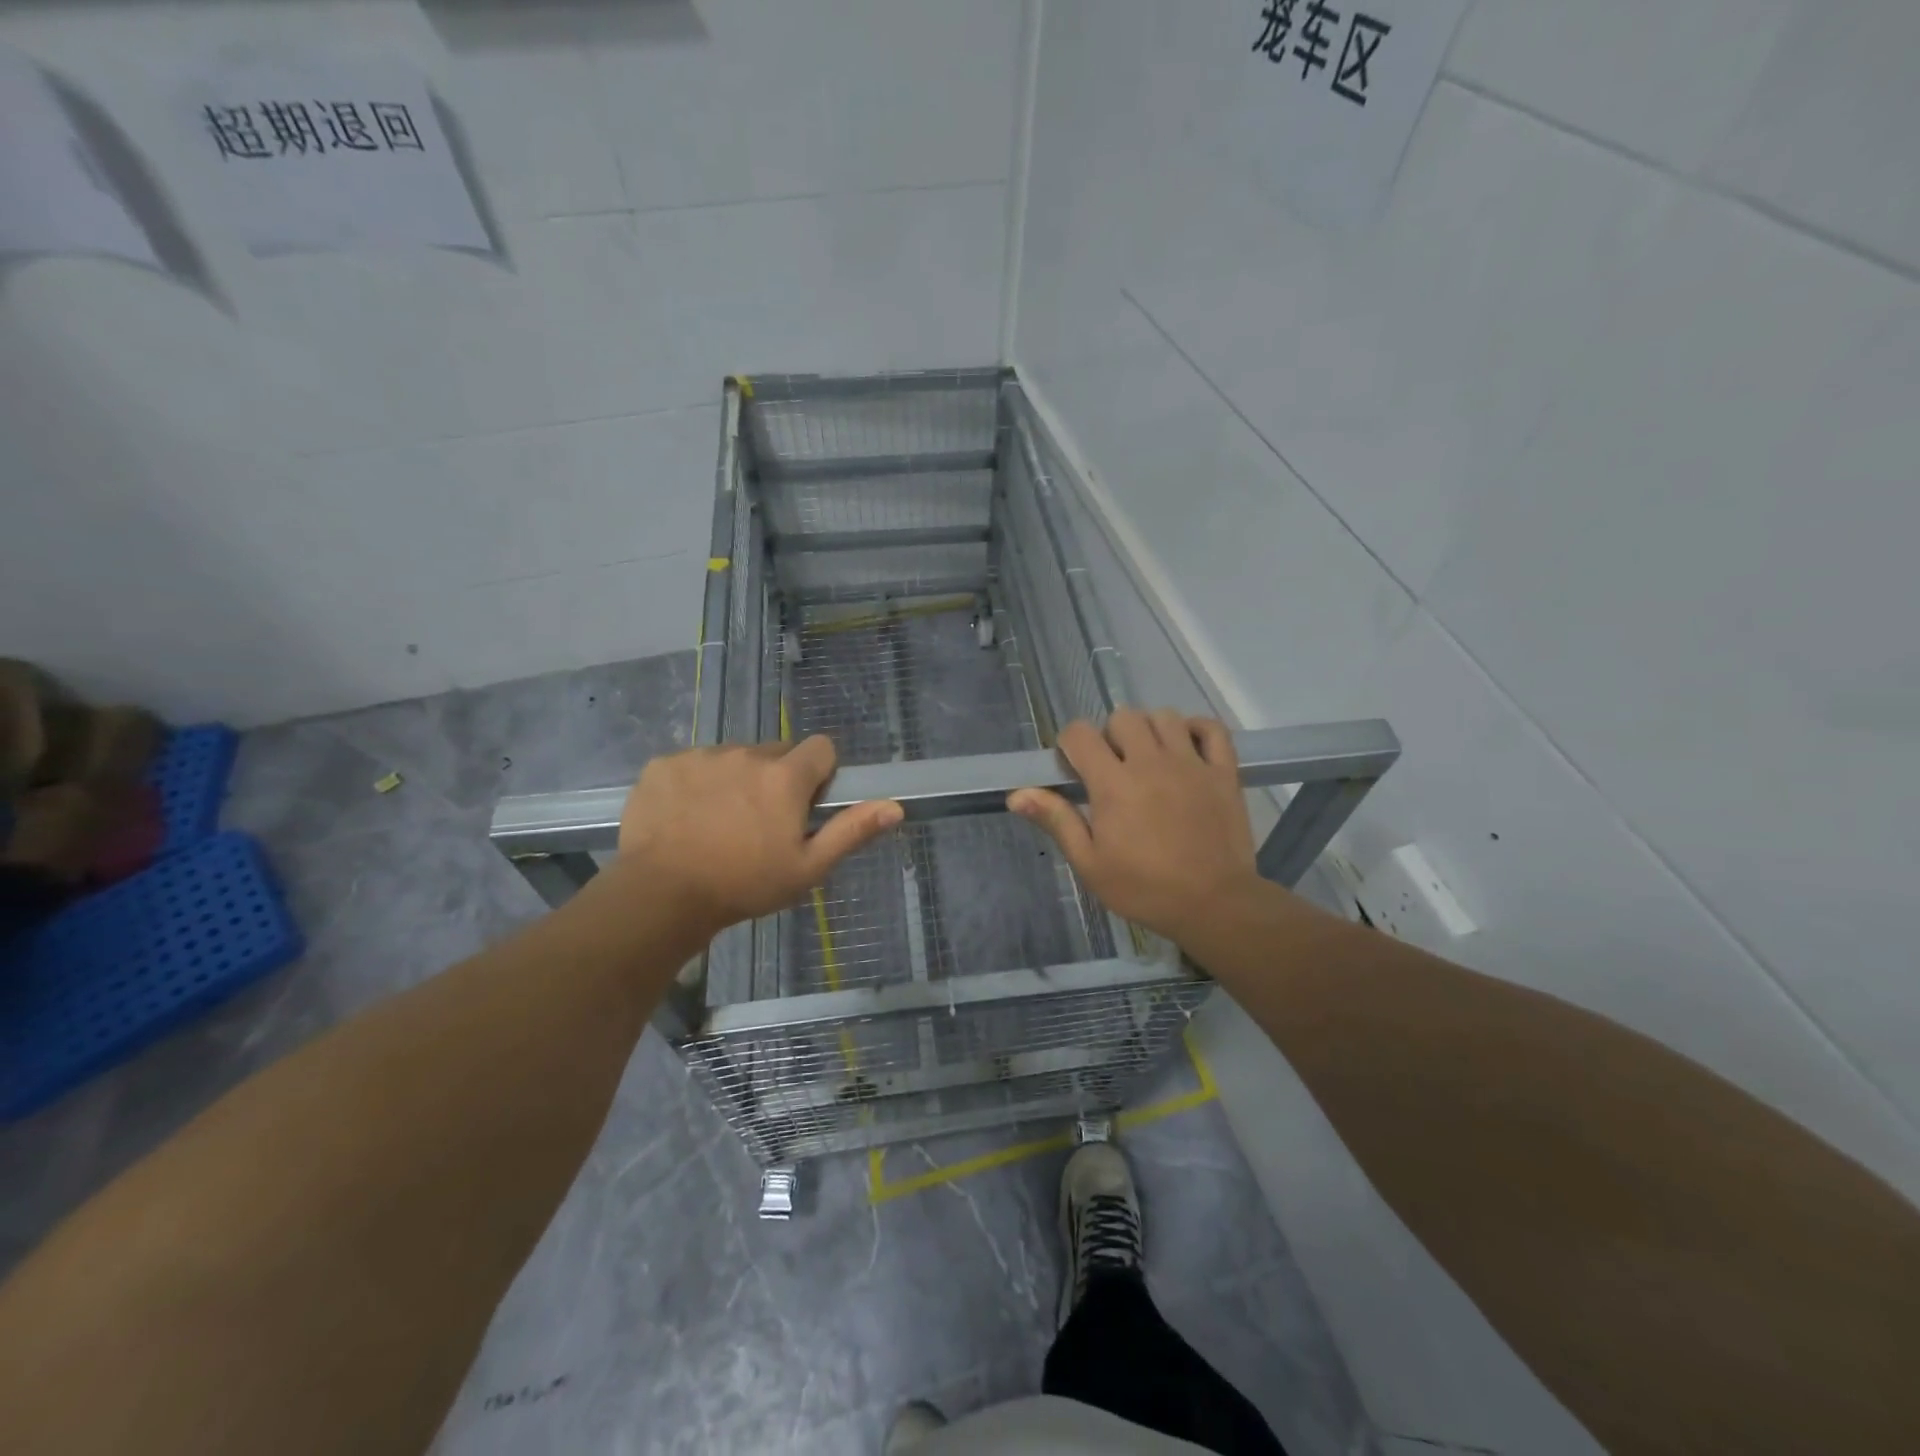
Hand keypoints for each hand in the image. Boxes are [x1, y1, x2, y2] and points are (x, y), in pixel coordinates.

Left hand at [615, 737, 901, 932]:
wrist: (660, 895)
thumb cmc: (743, 885)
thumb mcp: (807, 868)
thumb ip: (851, 831)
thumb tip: (895, 806)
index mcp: (785, 776)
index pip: (821, 748)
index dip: (820, 774)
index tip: (806, 805)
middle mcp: (746, 754)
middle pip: (775, 753)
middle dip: (776, 779)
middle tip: (761, 822)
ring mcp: (701, 756)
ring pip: (733, 758)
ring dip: (735, 780)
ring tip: (718, 824)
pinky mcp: (663, 765)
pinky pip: (692, 764)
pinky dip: (695, 784)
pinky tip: (684, 819)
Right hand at [1009, 709, 1262, 946]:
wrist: (1214, 905)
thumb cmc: (1144, 888)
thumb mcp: (1090, 863)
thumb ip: (1057, 821)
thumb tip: (1017, 794)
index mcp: (1113, 783)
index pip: (1080, 734)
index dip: (1070, 744)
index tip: (1075, 768)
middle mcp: (1151, 762)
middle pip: (1123, 717)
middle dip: (1110, 736)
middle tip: (1113, 768)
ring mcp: (1191, 763)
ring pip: (1164, 717)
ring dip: (1150, 730)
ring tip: (1149, 760)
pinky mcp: (1224, 771)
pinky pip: (1212, 729)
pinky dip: (1197, 729)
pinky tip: (1187, 749)